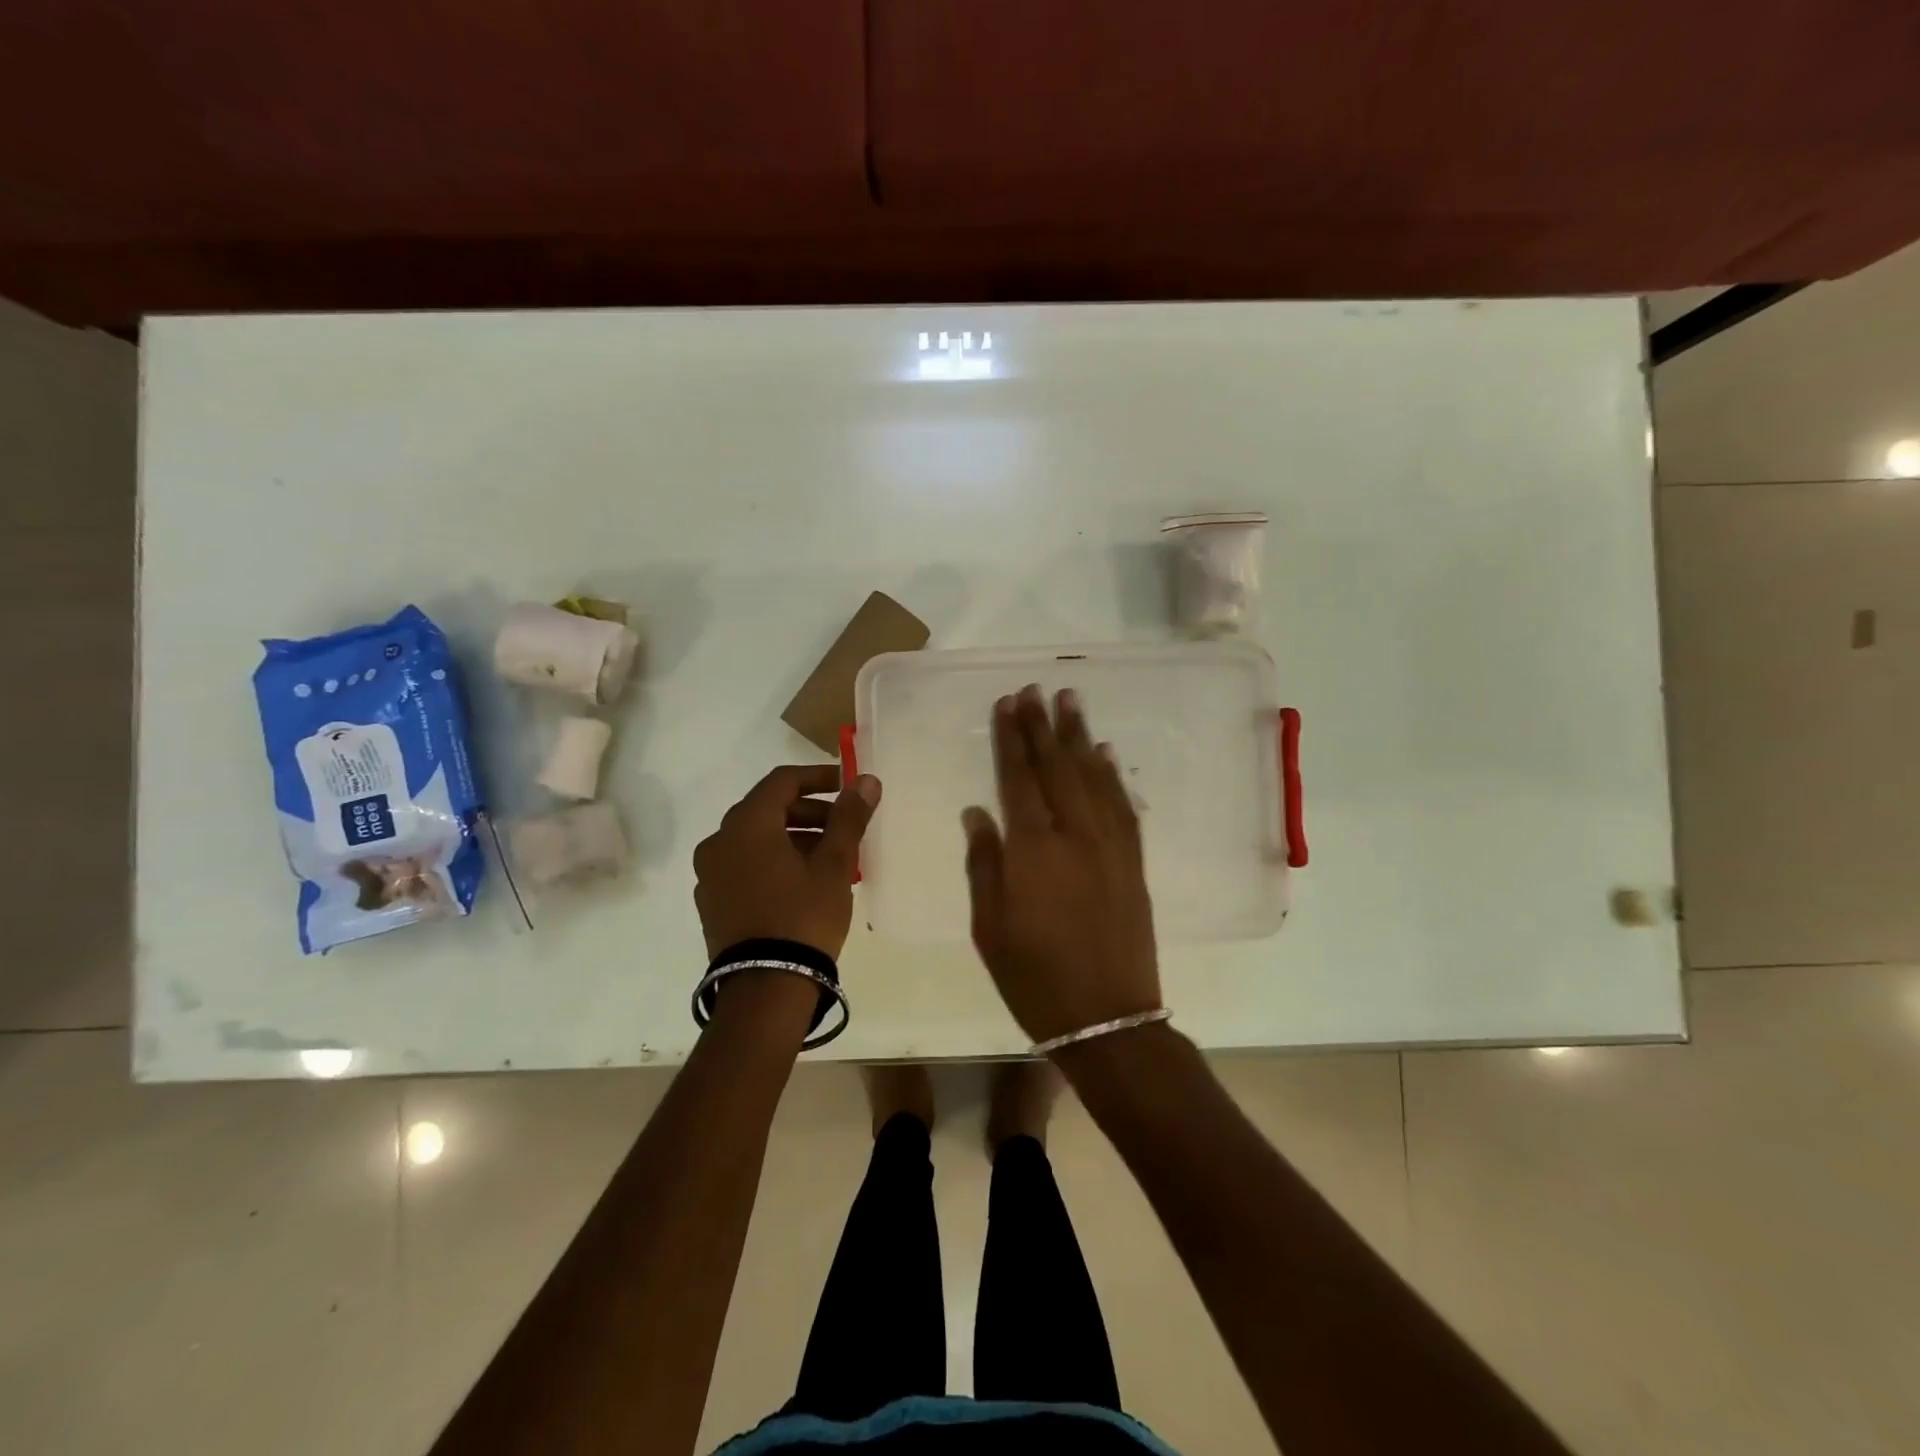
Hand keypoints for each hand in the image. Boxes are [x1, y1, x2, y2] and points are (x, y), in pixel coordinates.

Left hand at [694, 765, 880, 960]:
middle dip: (809, 812)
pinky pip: (746, 865)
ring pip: (756, 839)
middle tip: (845, 825)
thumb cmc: (803, 916)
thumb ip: (848, 817)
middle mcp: (719, 841)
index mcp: (746, 824)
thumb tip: (865, 780)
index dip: (818, 778)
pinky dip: (774, 861)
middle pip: (768, 809)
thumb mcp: (834, 864)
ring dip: (793, 837)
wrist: (765, 988)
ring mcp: (710, 874)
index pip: (782, 781)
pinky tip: (803, 883)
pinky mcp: (712, 903)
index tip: (847, 787)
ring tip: (831, 857)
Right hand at [963, 685, 1161, 1043]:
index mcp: (1033, 850)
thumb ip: (984, 864)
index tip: (1007, 704)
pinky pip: (1123, 807)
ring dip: (1080, 737)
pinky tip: (1106, 754)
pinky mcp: (1133, 862)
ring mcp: (1110, 846)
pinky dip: (1113, 776)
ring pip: (1093, 778)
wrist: (1108, 1018)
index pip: (1018, 779)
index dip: (1012, 739)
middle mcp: (1074, 836)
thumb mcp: (990, 928)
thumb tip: (977, 813)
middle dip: (1044, 726)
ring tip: (1071, 701)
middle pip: (1057, 768)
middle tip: (1036, 689)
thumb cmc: (1034, 978)